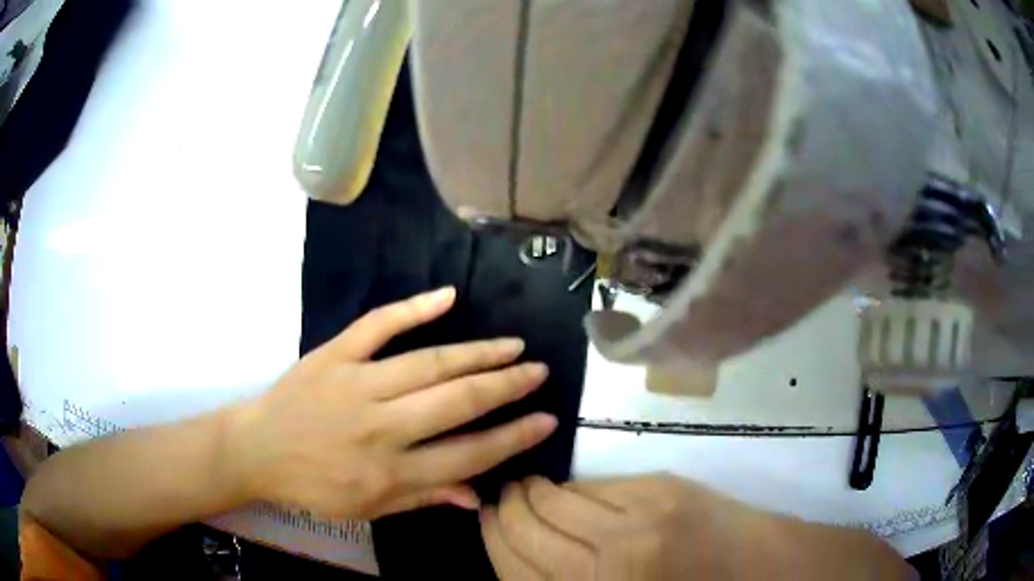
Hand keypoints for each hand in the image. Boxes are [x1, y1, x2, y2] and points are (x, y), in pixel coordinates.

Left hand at [226, 287, 556, 519]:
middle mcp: (381, 428)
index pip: (470, 454)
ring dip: (477, 353)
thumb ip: (425, 499)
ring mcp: (356, 385)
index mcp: (391, 473)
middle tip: (538, 372)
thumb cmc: (313, 488)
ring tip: (512, 346)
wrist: (257, 451)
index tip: (546, 419)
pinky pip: (377, 325)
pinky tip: (448, 296)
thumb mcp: (370, 510)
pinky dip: (413, 308)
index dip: (514, 437)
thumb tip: (478, 496)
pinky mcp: (334, 355)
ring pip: (429, 363)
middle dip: (507, 387)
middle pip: (458, 402)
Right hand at [482, 474, 912, 579]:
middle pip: (525, 529)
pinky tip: (569, 490)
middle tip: (499, 499)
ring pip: (555, 501)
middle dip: (503, 510)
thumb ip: (566, 579)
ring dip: (532, 493)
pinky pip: (595, 486)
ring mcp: (636, 522)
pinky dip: (571, 488)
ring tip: (526, 488)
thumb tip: (522, 550)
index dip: (491, 537)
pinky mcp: (662, 491)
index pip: (511, 565)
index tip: (483, 517)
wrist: (761, 574)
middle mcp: (604, 564)